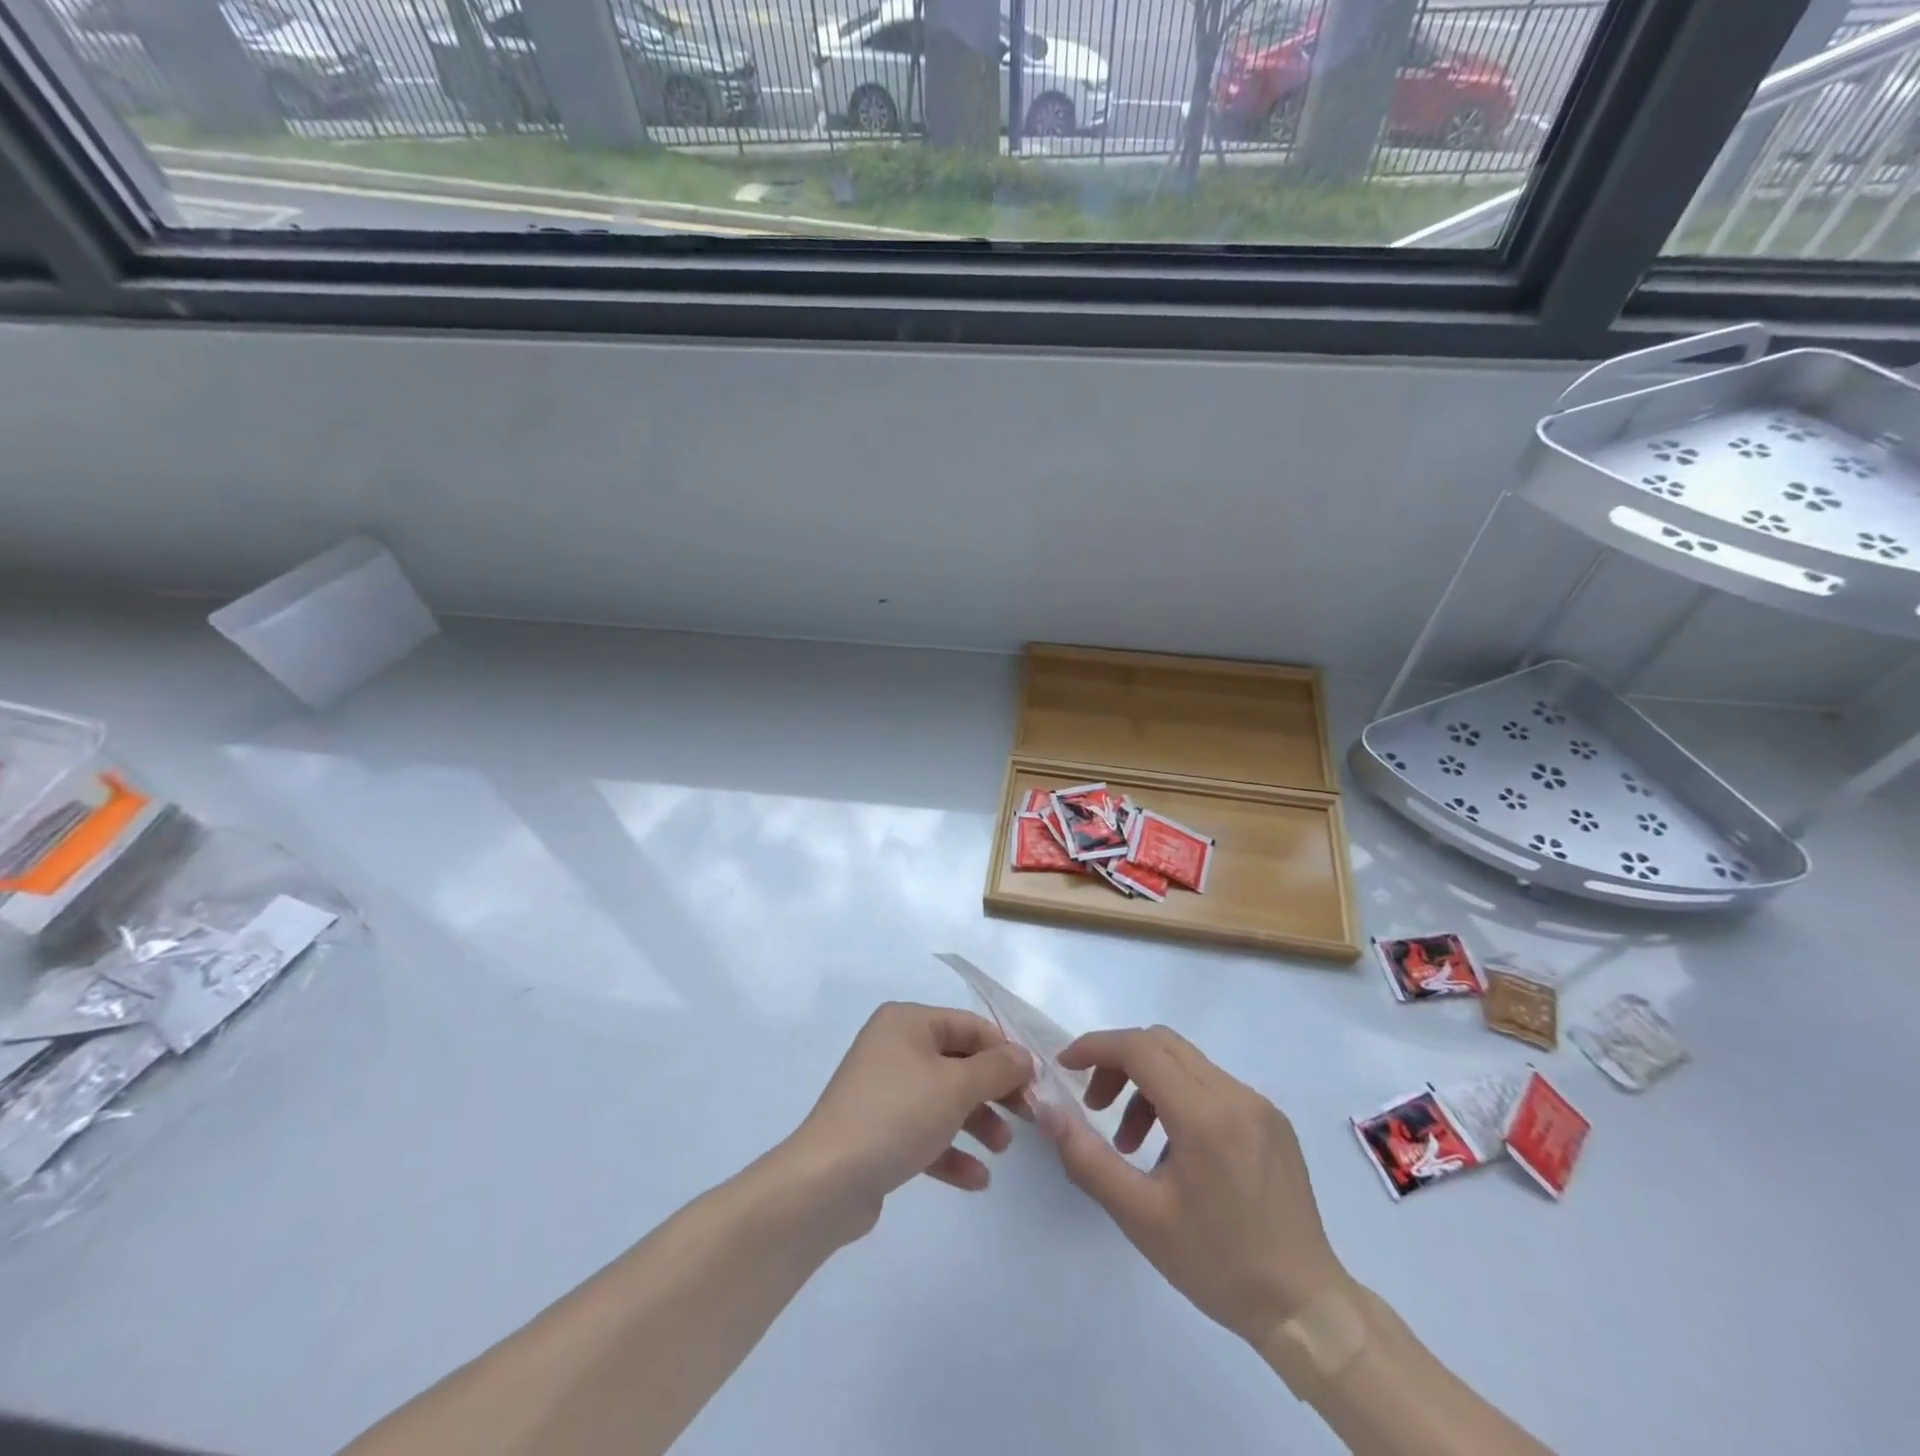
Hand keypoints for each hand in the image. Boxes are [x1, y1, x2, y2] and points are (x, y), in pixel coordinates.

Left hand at [782, 1002, 1033, 1238]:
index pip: (969, 1026)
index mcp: (907, 1022)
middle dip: (994, 1091)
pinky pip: (924, 1133)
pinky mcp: (878, 1132)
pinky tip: (977, 1180)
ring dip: (977, 1122)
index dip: (1005, 1052)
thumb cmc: (897, 1115)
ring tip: (1002, 1149)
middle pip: (958, 1062)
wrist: (827, 1181)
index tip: (1036, 1083)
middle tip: (1028, 1117)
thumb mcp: (956, 1086)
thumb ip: (997, 1068)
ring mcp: (883, 1090)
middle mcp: (893, 1047)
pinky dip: (951, 1151)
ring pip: (943, 1099)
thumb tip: (1024, 1056)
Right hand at [1053, 1026, 1348, 1344]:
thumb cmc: (1217, 1264)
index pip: (1140, 1048)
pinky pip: (1213, 1086)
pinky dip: (1179, 1098)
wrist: (1306, 1309)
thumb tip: (1047, 1110)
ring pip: (1186, 1063)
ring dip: (1147, 1083)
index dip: (1096, 1047)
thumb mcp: (1139, 1216)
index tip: (1065, 1067)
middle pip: (1162, 1044)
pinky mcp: (1272, 1121)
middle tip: (1095, 1105)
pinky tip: (1173, 1151)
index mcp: (1205, 1114)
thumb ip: (1086, 1157)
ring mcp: (1259, 1104)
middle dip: (1118, 1062)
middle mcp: (1235, 1094)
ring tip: (1130, 1142)